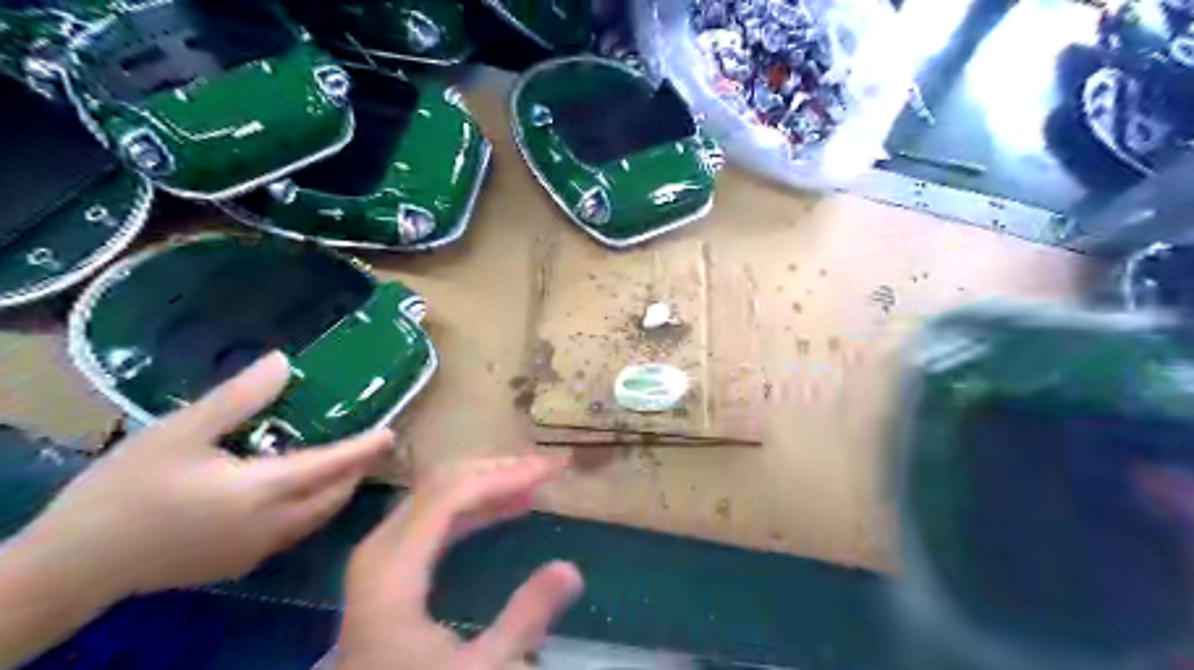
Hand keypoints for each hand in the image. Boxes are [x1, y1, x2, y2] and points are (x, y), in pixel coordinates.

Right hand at [12, 352, 392, 603]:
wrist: (70, 568)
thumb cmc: (124, 492)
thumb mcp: (178, 434)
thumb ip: (237, 398)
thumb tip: (284, 362)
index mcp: (264, 491)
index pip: (332, 466)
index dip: (365, 448)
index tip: (391, 433)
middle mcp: (275, 525)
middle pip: (334, 495)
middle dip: (356, 469)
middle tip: (367, 442)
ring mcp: (259, 550)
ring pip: (318, 516)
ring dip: (335, 488)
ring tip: (338, 459)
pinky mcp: (241, 563)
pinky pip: (295, 530)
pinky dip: (310, 505)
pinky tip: (295, 489)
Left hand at [335, 456, 584, 668]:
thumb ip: (523, 620)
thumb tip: (572, 569)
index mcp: (393, 571)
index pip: (451, 495)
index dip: (503, 475)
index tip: (550, 468)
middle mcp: (380, 551)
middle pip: (441, 484)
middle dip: (498, 470)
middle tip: (546, 467)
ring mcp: (380, 556)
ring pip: (436, 495)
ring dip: (487, 484)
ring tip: (534, 482)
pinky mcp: (389, 566)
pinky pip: (433, 516)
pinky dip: (472, 506)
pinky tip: (505, 508)